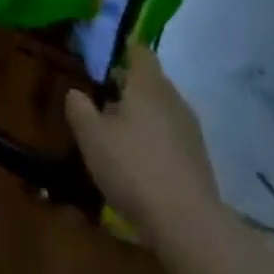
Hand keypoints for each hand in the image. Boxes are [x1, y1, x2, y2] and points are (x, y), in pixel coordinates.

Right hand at [66, 49, 217, 247]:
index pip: (141, 52)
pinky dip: (156, 138)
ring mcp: (190, 128)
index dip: (123, 53)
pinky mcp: (198, 156)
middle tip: (103, 104)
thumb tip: (75, 92)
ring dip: (142, 115)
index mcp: (148, 85)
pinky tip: (141, 162)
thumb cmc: (132, 168)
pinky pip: (172, 134)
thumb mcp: (91, 138)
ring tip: (119, 137)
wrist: (186, 221)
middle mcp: (173, 98)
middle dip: (129, 88)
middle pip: (151, 81)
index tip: (105, 64)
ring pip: (162, 108)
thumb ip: (79, 109)